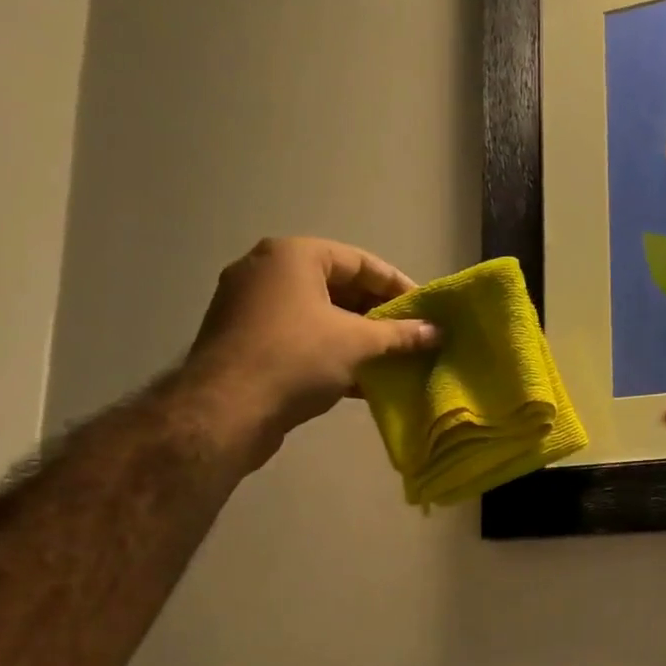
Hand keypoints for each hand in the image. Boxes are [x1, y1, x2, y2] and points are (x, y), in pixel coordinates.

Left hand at [180, 236, 436, 468]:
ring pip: (319, 316)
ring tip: (392, 360)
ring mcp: (252, 307)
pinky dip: (331, 353)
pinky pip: (300, 338)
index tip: (424, 310)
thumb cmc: (297, 358)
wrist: (228, 409)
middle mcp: (268, 272)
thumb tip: (437, 332)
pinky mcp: (247, 342)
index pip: (360, 261)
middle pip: (338, 286)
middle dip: (378, 314)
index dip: (397, 285)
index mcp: (293, 256)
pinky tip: (362, 381)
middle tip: (410, 337)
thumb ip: (400, 335)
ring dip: (357, 337)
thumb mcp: (357, 343)